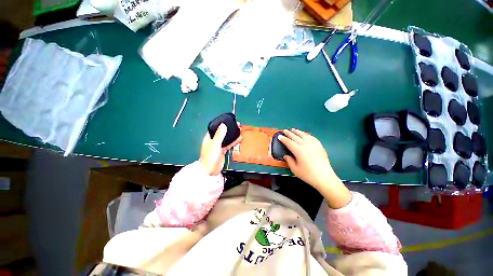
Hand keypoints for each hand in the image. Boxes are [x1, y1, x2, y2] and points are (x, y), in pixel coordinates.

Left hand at [200, 123, 241, 175]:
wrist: (210, 170)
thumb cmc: (210, 156)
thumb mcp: (215, 144)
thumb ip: (219, 134)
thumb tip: (223, 124)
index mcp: (209, 137)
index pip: (216, 128)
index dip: (222, 124)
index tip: (229, 121)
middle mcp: (214, 140)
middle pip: (222, 132)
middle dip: (229, 129)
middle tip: (237, 125)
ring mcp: (219, 146)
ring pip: (227, 138)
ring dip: (233, 135)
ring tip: (240, 130)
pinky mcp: (223, 151)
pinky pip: (229, 144)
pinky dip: (234, 142)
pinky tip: (239, 139)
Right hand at [278, 129, 334, 187]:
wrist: (324, 177)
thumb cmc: (308, 174)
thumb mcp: (295, 169)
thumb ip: (289, 161)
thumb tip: (286, 155)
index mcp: (298, 150)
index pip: (289, 142)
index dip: (283, 139)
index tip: (279, 136)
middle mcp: (305, 145)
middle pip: (295, 137)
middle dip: (289, 133)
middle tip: (285, 130)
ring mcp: (313, 144)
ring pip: (304, 135)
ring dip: (297, 132)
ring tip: (293, 129)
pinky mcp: (319, 145)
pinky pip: (311, 137)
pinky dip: (306, 135)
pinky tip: (305, 135)